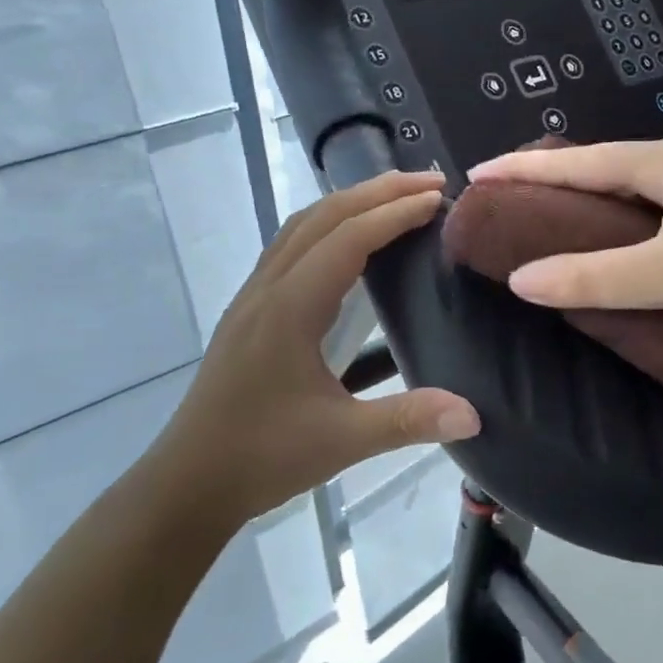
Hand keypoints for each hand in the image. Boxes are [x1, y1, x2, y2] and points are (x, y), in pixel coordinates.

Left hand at [158, 171, 479, 524]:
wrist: (188, 482)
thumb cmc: (262, 457)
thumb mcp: (340, 442)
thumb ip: (407, 421)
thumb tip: (473, 414)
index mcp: (289, 309)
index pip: (347, 239)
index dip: (394, 213)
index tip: (438, 198)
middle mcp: (268, 288)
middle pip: (322, 217)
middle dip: (376, 191)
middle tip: (429, 181)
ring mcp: (253, 296)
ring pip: (301, 226)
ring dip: (350, 203)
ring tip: (395, 197)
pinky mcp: (250, 310)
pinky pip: (290, 247)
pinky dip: (327, 226)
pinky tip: (349, 242)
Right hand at [466, 136, 662, 349]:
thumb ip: (591, 277)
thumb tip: (520, 281)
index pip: (580, 160)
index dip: (525, 168)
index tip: (477, 174)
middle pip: (600, 169)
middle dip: (550, 181)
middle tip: (503, 198)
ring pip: (625, 195)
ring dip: (582, 206)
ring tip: (538, 221)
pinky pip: (646, 217)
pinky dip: (613, 229)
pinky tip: (599, 248)